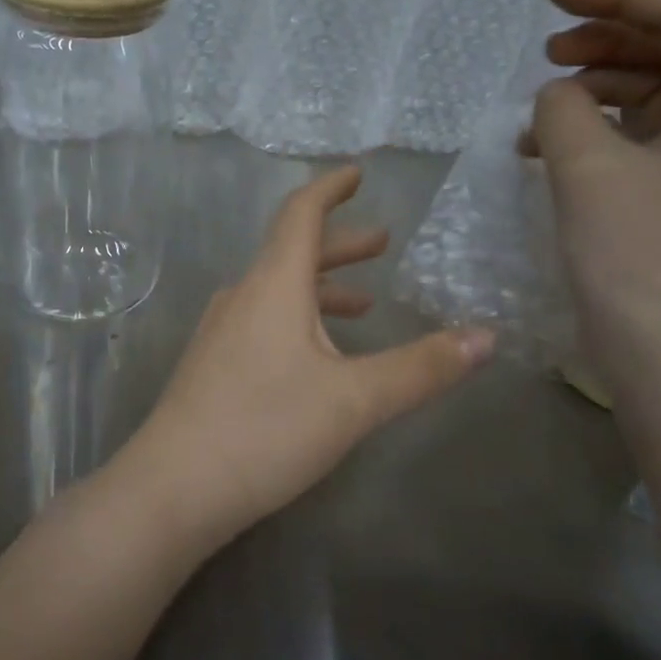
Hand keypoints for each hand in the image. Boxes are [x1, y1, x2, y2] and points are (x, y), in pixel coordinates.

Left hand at [121, 166, 494, 548]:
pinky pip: (262, 323)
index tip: (357, 173)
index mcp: (272, 285)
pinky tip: (317, 357)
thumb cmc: (266, 429)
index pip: (300, 214)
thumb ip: (421, 367)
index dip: (330, 188)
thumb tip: (487, 337)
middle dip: (340, 246)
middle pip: (292, 253)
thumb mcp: (355, 401)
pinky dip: (298, 321)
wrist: (173, 486)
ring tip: (363, 304)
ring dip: (321, 289)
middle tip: (381, 242)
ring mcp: (220, 332)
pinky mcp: (212, 366)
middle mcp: (242, 297)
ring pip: (277, 292)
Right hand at [522, 0, 660, 383]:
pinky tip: (548, 148)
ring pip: (656, 95)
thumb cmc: (641, 261)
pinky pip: (642, 140)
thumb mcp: (589, 170)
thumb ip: (564, 109)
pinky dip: (597, 132)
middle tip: (546, 48)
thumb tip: (557, 95)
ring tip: (540, 103)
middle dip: (608, 38)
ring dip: (597, 88)